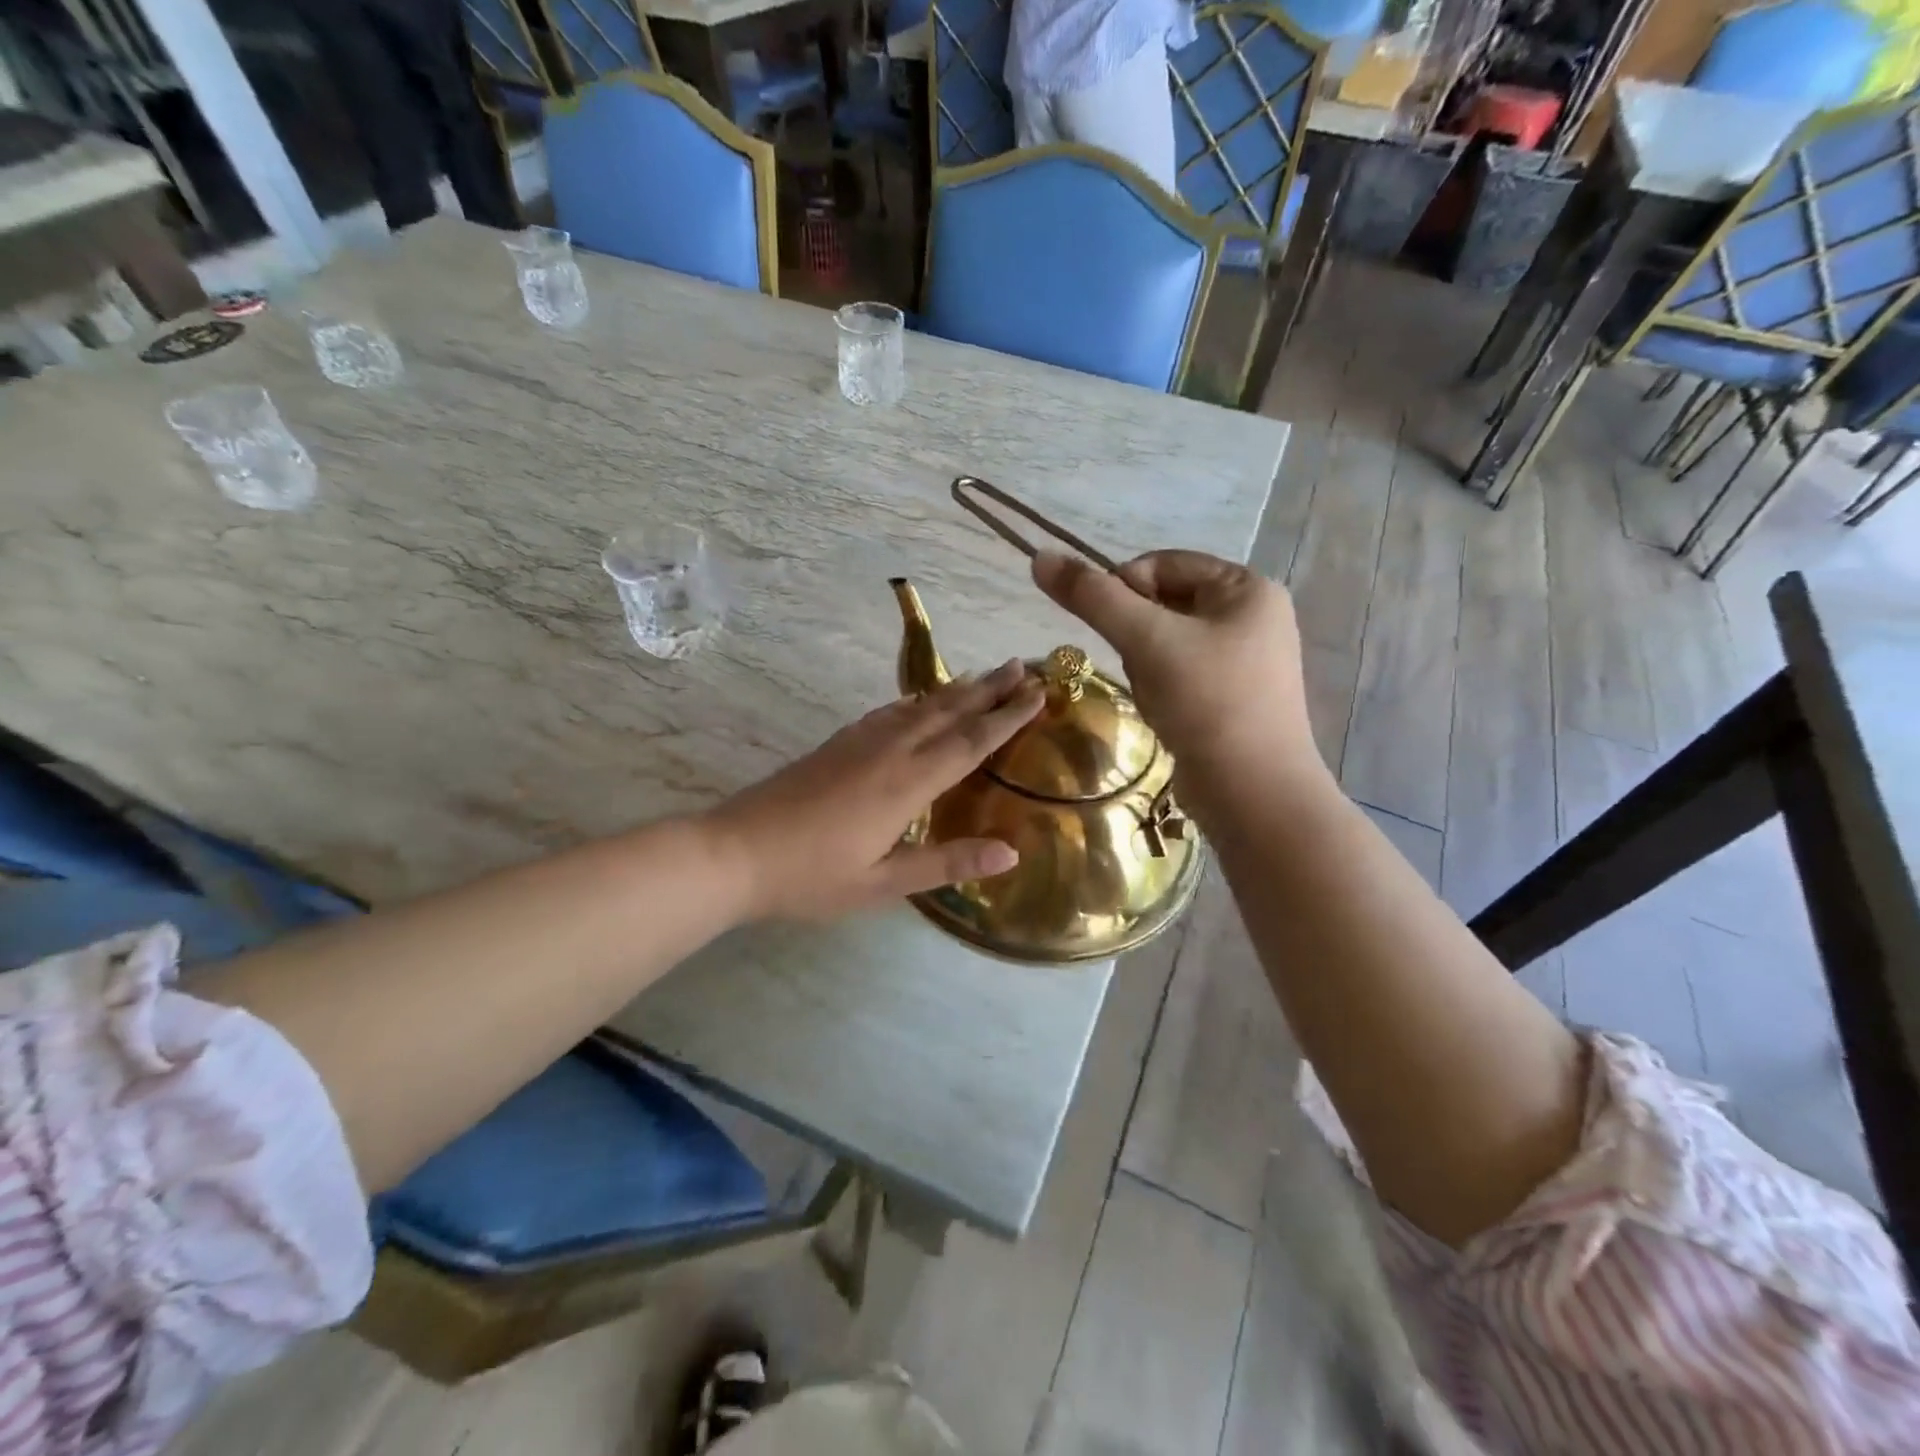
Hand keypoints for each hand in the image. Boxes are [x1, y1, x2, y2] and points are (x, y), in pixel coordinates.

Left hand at [706, 661, 1044, 920]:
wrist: (735, 852)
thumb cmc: (811, 876)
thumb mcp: (883, 884)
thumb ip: (946, 863)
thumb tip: (1011, 854)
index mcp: (907, 784)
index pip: (971, 742)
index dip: (1007, 717)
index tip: (1039, 693)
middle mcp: (889, 751)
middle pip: (949, 711)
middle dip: (990, 688)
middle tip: (1025, 664)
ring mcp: (860, 742)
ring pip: (919, 705)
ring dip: (957, 688)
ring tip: (984, 674)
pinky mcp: (837, 743)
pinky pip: (888, 712)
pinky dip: (915, 700)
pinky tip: (918, 699)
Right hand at [1032, 549, 1321, 811]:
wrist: (1252, 793)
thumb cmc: (1206, 702)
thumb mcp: (1146, 640)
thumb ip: (1092, 597)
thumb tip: (1040, 557)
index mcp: (1247, 588)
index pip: (1163, 564)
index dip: (1123, 589)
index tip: (1111, 631)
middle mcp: (1253, 616)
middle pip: (1164, 603)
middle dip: (1137, 636)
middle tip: (1140, 668)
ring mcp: (1247, 659)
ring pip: (1167, 642)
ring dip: (1146, 665)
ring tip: (1159, 698)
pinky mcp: (1234, 696)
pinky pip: (1181, 674)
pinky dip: (1163, 688)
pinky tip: (1167, 714)